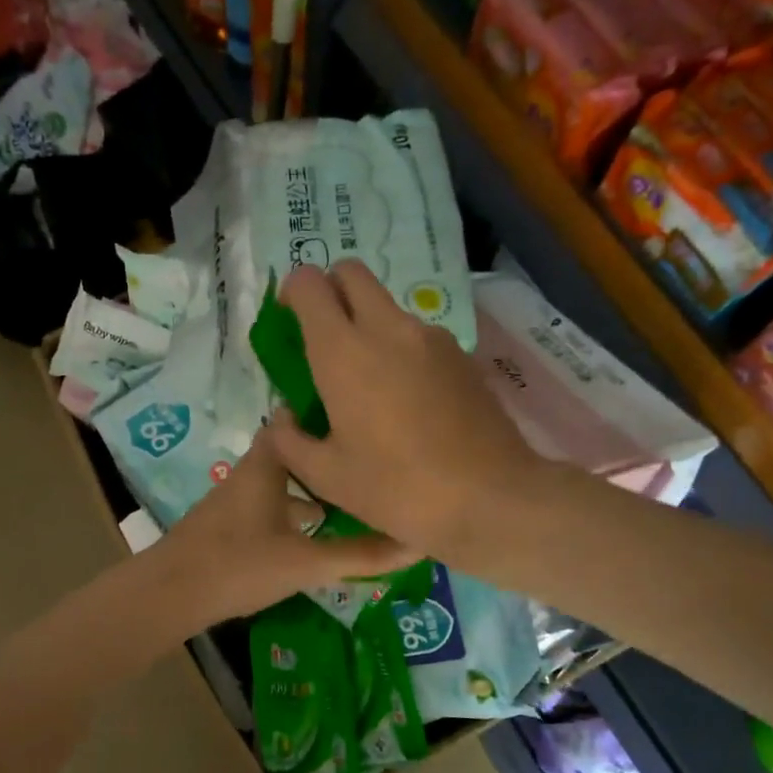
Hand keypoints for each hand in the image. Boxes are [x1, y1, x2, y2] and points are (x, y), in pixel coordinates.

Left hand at [154, 427, 418, 625]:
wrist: (169, 594)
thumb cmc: (238, 565)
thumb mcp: (306, 563)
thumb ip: (360, 555)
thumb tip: (416, 544)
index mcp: (266, 466)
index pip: (295, 420)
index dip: (325, 413)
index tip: (363, 414)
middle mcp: (250, 475)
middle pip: (293, 454)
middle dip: (327, 456)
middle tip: (369, 459)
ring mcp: (235, 501)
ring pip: (280, 483)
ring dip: (311, 488)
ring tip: (352, 496)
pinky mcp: (228, 527)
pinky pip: (269, 507)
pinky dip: (292, 513)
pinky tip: (312, 535)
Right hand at [265, 260, 546, 563]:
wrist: (490, 498)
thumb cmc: (397, 488)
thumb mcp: (326, 477)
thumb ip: (290, 440)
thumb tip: (283, 417)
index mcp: (344, 352)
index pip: (309, 284)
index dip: (292, 293)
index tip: (289, 322)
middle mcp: (388, 328)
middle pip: (352, 274)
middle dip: (330, 291)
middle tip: (323, 338)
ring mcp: (431, 338)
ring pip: (388, 306)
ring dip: (367, 325)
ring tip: (368, 384)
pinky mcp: (461, 355)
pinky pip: (418, 336)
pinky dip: (400, 350)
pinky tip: (406, 402)